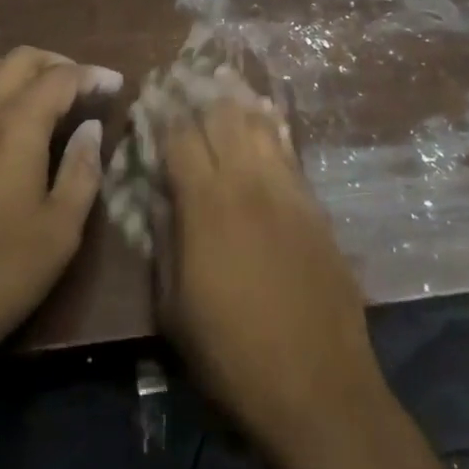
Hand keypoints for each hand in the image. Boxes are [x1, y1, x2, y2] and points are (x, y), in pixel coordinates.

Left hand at [0, 46, 118, 395]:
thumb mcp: (59, 232)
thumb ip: (82, 170)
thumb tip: (91, 128)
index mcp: (14, 125)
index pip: (60, 77)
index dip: (92, 76)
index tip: (115, 85)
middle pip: (20, 59)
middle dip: (58, 64)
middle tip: (83, 88)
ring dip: (21, 71)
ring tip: (44, 98)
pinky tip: (4, 123)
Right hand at [153, 88, 388, 457]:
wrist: (318, 389)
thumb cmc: (231, 355)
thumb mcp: (173, 307)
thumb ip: (163, 239)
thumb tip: (156, 193)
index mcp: (205, 204)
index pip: (178, 137)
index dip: (162, 113)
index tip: (151, 96)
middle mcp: (247, 182)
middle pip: (221, 116)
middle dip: (198, 93)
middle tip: (184, 78)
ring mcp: (286, 189)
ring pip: (258, 123)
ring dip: (237, 100)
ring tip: (221, 80)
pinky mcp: (314, 204)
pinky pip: (289, 149)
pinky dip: (271, 125)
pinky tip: (264, 114)